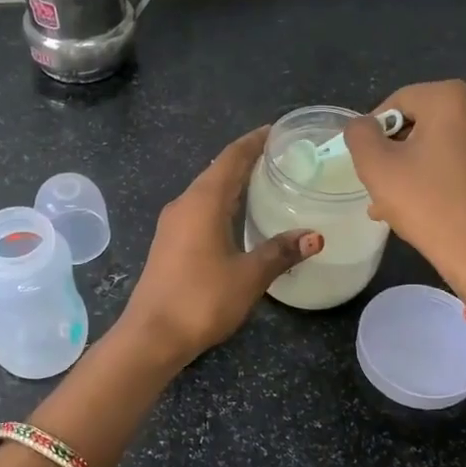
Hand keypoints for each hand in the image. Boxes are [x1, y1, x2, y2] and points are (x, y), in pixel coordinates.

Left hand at [119, 128, 321, 366]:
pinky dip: (222, 202)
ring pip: (207, 191)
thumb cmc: (201, 299)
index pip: (231, 158)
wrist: (151, 335)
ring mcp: (173, 224)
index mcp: (203, 202)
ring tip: (264, 181)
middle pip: (218, 171)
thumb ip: (280, 251)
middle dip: (246, 160)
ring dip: (233, 182)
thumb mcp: (248, 276)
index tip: (277, 131)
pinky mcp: (169, 242)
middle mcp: (184, 204)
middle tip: (280, 156)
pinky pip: (199, 209)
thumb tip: (314, 236)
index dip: (254, 142)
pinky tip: (238, 216)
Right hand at [344, 80, 465, 298]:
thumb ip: (359, 134)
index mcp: (450, 97)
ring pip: (436, 145)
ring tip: (392, 204)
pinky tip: (421, 207)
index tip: (367, 166)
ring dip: (411, 169)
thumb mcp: (376, 166)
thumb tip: (364, 126)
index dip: (373, 133)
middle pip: (418, 123)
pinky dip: (436, 177)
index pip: (395, 103)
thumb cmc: (427, 203)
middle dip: (393, 153)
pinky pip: (457, 161)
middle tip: (378, 188)